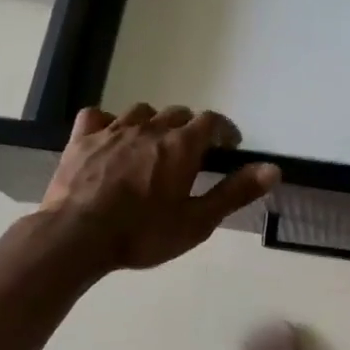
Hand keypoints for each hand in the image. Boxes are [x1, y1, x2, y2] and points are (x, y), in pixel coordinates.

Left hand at [40, 104, 279, 273]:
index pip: (211, 121)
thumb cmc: (142, 233)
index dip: (224, 130)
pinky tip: (110, 139)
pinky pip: (98, 117)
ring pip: (141, 112)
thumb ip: (235, 192)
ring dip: (153, 124)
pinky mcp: (82, 140)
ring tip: (153, 146)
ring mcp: (113, 131)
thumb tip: (273, 169)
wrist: (76, 237)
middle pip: (177, 113)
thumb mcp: (197, 221)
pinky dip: (109, 123)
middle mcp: (150, 128)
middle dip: (190, 129)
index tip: (228, 146)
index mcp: (181, 146)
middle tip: (191, 155)